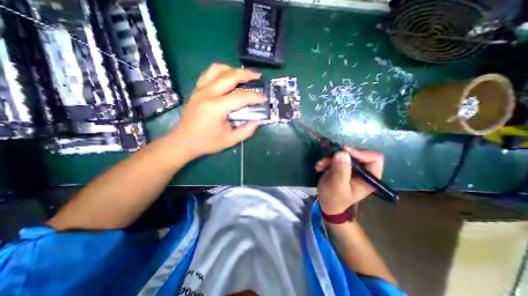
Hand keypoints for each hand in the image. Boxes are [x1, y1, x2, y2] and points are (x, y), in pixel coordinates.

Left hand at [171, 63, 265, 158]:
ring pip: (217, 69)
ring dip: (233, 69)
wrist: (183, 141)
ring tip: (243, 75)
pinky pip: (209, 73)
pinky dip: (221, 70)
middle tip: (258, 76)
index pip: (240, 97)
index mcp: (215, 108)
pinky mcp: (196, 89)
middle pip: (229, 76)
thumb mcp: (230, 140)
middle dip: (246, 74)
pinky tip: (228, 76)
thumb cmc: (207, 142)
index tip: (264, 98)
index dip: (254, 96)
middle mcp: (207, 94)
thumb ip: (246, 130)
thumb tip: (258, 120)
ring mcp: (200, 89)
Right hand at [312, 146, 384, 214]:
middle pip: (357, 153)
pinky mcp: (343, 166)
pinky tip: (319, 167)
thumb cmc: (334, 198)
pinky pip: (336, 157)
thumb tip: (342, 152)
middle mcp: (364, 170)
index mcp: (370, 178)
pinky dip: (327, 160)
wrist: (327, 203)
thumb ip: (341, 170)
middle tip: (328, 158)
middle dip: (340, 155)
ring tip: (320, 165)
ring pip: (344, 154)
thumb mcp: (337, 185)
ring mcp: (352, 168)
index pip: (374, 158)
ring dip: (330, 158)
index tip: (344, 151)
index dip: (360, 152)